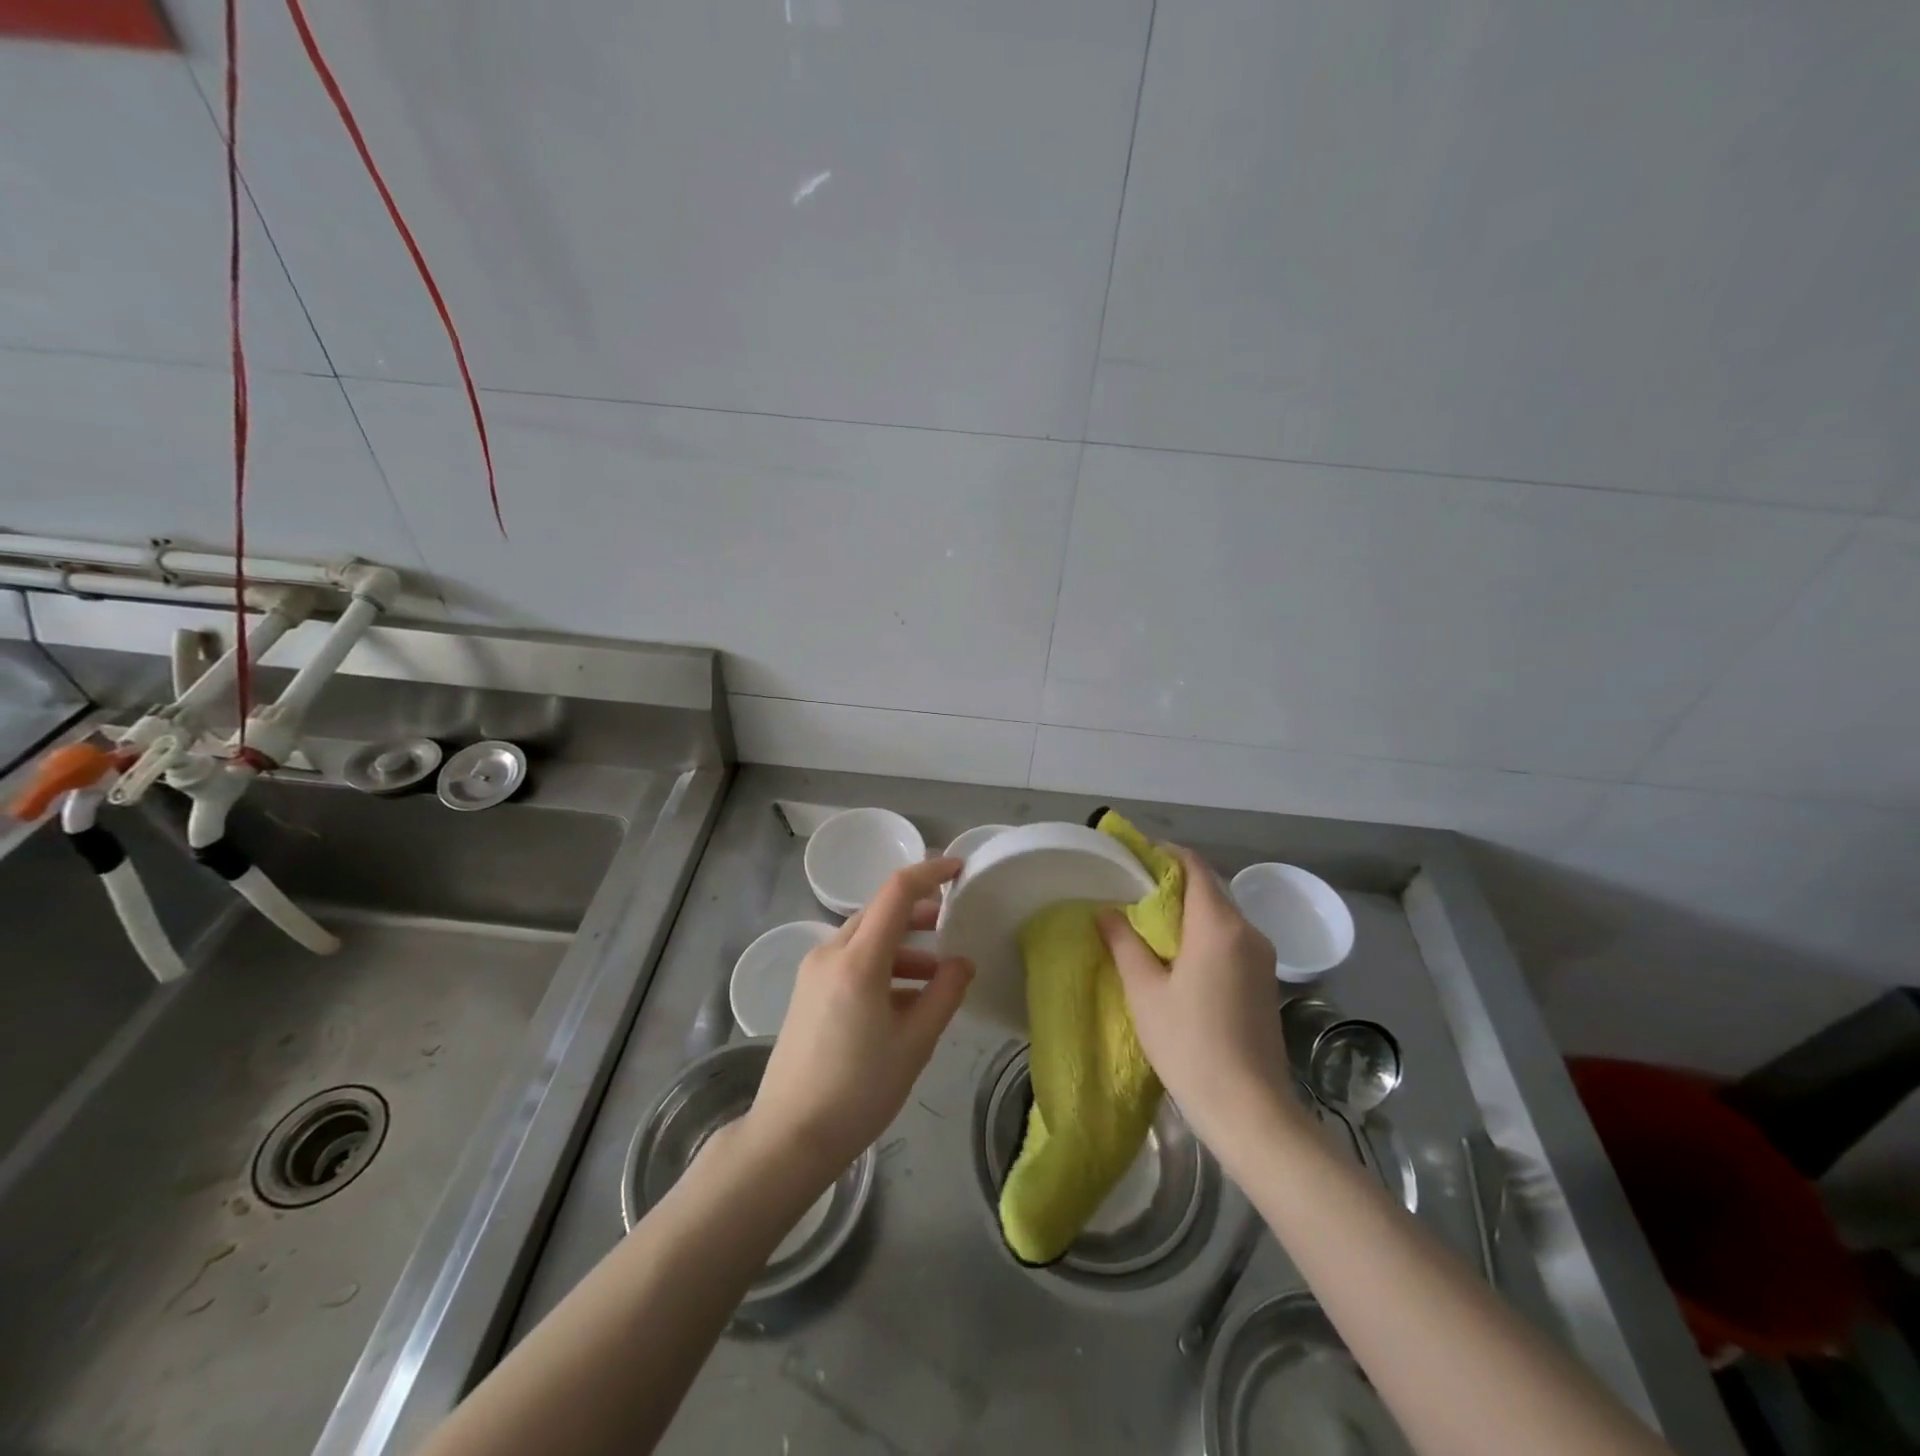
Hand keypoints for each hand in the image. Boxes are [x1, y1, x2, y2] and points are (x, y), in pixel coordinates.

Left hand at [744, 857, 973, 1184]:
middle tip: (955, 923)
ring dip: (903, 944)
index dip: (930, 873)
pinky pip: (852, 961)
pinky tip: (907, 998)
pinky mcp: (808, 991)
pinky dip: (883, 966)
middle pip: (880, 911)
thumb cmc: (859, 1091)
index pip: (897, 892)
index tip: (960, 869)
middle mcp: (831, 953)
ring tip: (938, 973)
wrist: (789, 1137)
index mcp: (858, 960)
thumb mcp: (914, 1043)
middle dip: (919, 911)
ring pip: (866, 937)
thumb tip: (963, 962)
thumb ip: (945, 994)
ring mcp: (814, 972)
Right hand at [1098, 846, 1290, 1146]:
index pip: (1194, 867)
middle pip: (1209, 889)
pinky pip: (1230, 939)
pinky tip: (1177, 955)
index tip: (1133, 856)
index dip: (1164, 854)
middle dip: (1172, 883)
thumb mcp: (1145, 992)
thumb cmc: (1190, 1044)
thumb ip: (1124, 943)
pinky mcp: (1265, 981)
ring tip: (1147, 922)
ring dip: (1187, 910)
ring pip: (1221, 915)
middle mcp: (1248, 931)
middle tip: (1130, 890)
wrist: (1251, 1110)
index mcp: (1219, 925)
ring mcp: (1262, 957)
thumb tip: (1106, 911)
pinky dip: (1203, 933)